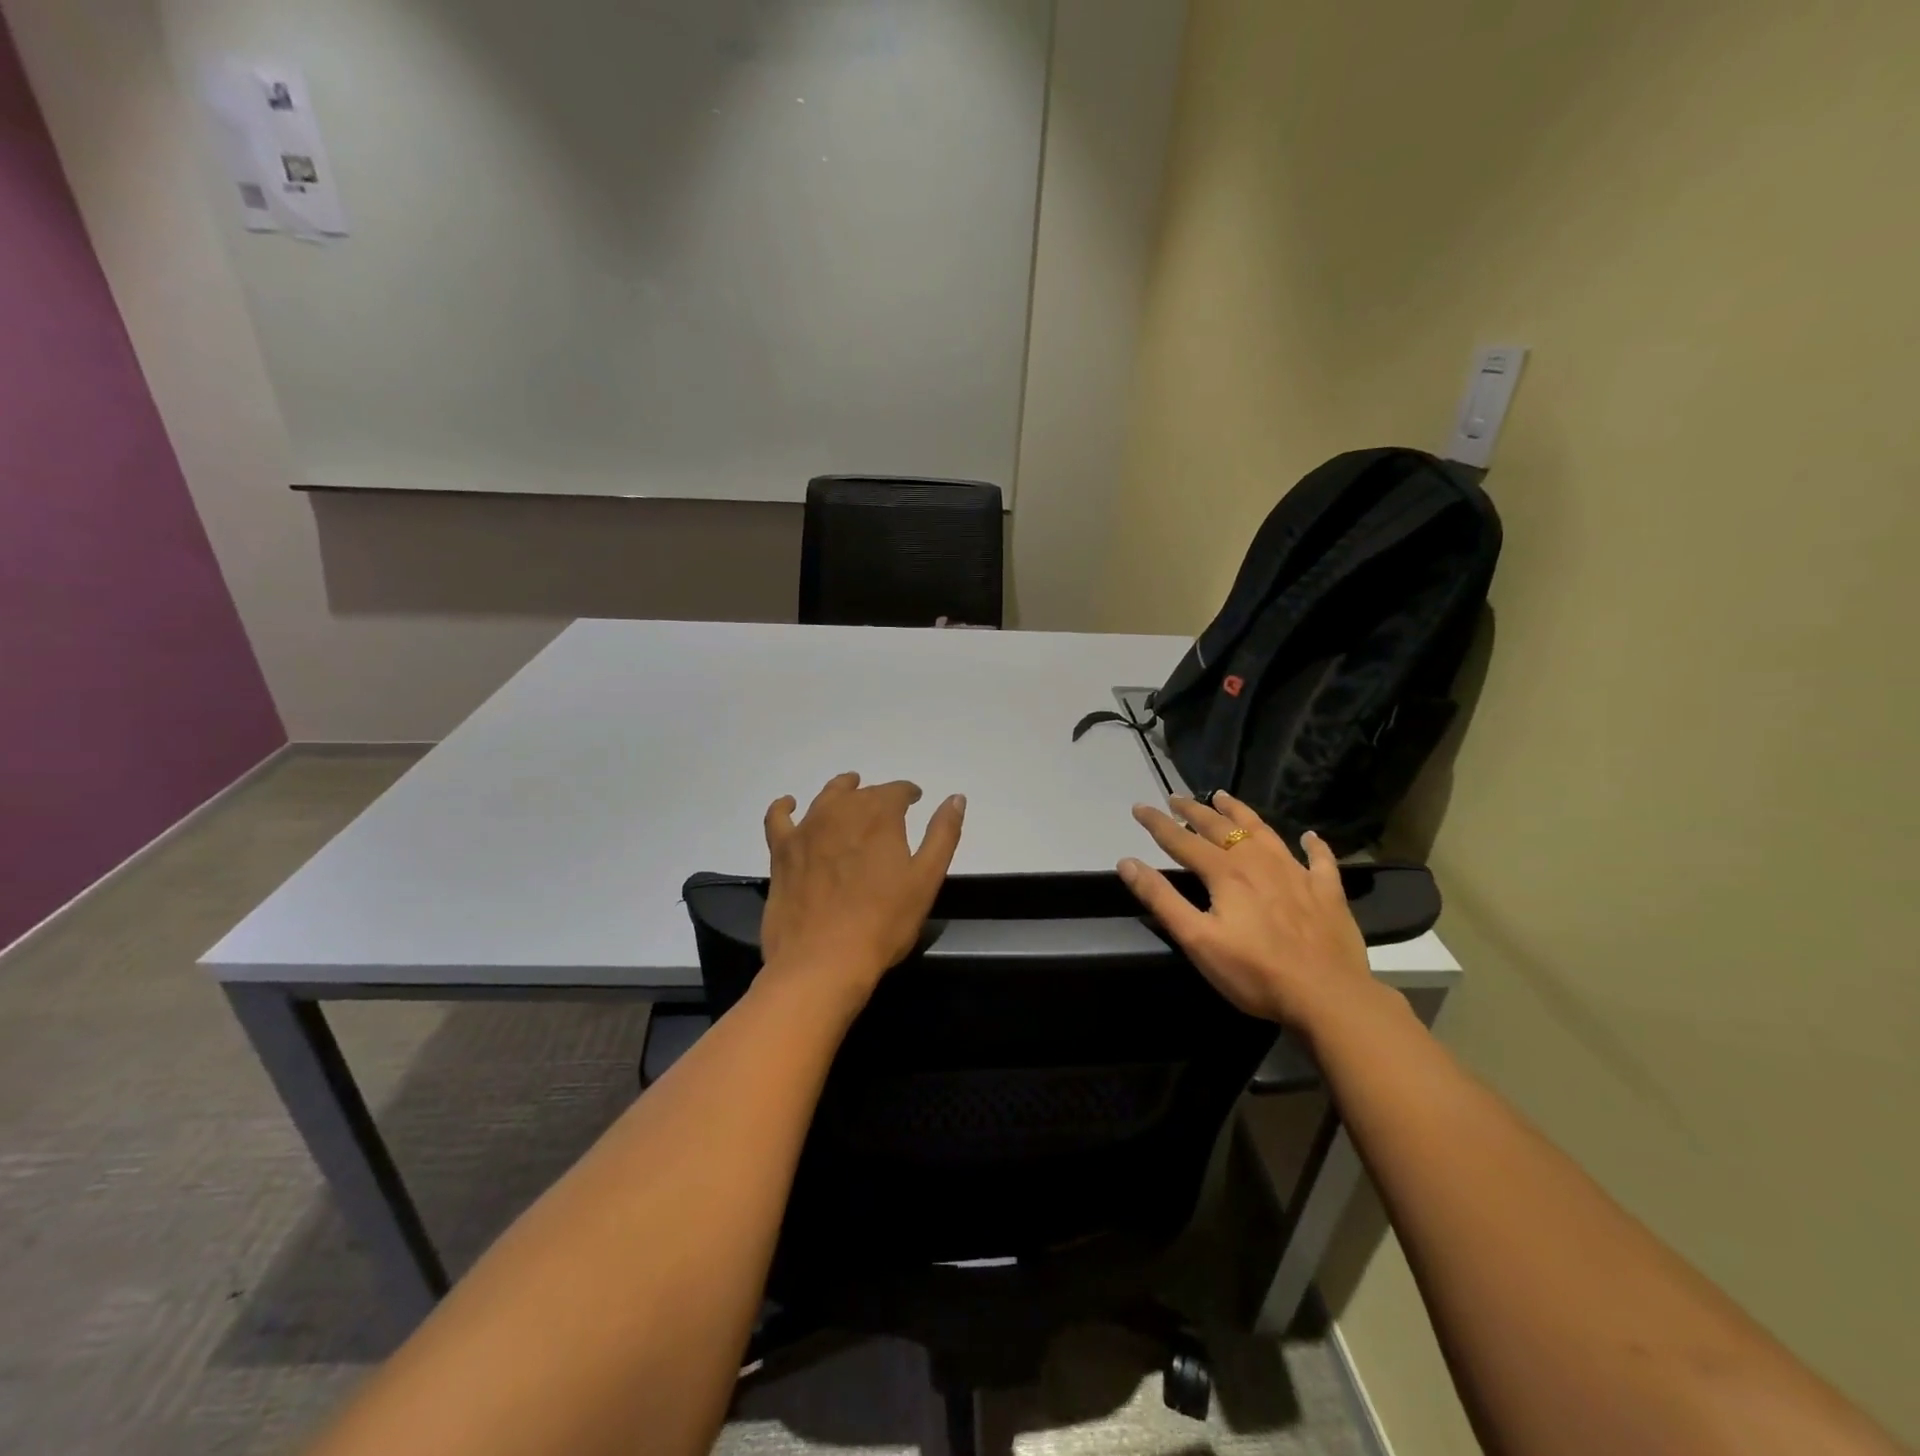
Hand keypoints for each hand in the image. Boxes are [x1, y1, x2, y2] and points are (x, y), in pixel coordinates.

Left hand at [761, 773, 965, 1007]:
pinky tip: (790, 805)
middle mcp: (842, 812)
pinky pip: (778, 817)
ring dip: (841, 791)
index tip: (915, 800)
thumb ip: (942, 834)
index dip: (908, 793)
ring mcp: (807, 829)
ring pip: (826, 797)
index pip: (897, 791)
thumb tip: (955, 798)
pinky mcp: (782, 851)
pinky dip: (784, 806)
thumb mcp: (926, 880)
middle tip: (887, 810)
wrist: (822, 962)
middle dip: (877, 796)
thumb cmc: (882, 923)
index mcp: (880, 816)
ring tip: (850, 792)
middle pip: (862, 793)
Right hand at [1118, 793, 1378, 1032]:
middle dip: (1194, 810)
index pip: (1181, 840)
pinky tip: (1310, 837)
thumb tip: (1127, 862)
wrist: (1327, 996)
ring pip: (1264, 831)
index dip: (1157, 823)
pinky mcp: (1327, 891)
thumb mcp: (1196, 939)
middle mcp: (1258, 861)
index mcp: (1225, 872)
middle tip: (1176, 797)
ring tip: (1224, 797)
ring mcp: (1296, 873)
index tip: (1139, 806)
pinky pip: (1320, 860)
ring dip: (1241, 812)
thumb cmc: (1254, 972)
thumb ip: (1161, 899)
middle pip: (1221, 827)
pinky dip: (1314, 846)